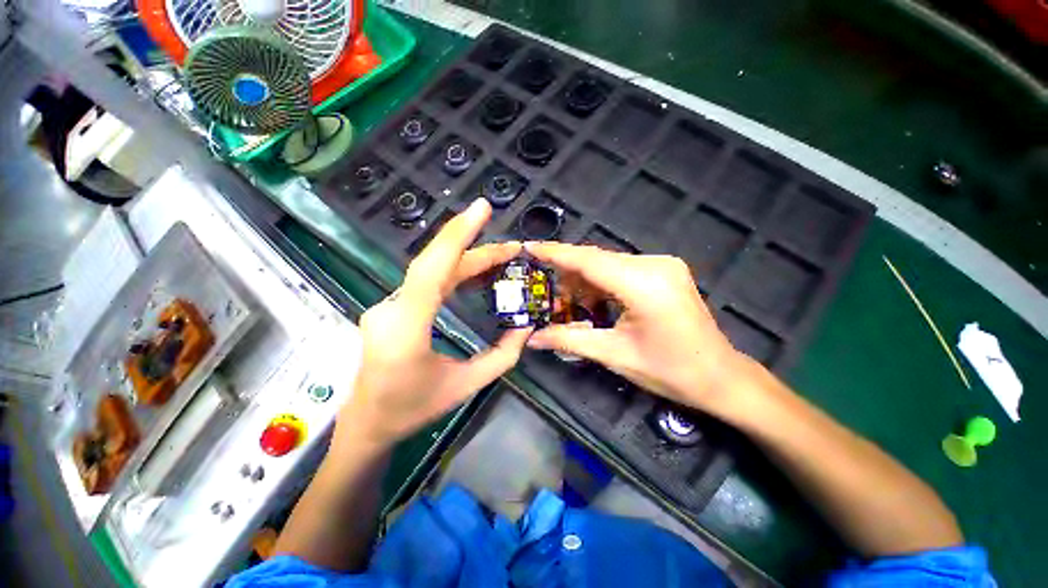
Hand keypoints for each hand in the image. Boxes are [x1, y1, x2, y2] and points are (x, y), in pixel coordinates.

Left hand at [339, 199, 530, 447]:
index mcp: (407, 328)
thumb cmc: (414, 409)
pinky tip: (474, 272)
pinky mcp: (390, 308)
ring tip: (500, 257)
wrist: (367, 425)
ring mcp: (386, 306)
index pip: (433, 268)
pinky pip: (425, 282)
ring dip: (466, 259)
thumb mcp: (466, 385)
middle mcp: (391, 308)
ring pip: (430, 271)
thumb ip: (502, 356)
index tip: (482, 208)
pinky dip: (453, 271)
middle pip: (435, 265)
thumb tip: (526, 327)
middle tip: (511, 247)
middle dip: (476, 249)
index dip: (458, 235)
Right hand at [525, 242, 751, 413]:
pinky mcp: (664, 270)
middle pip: (597, 260)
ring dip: (585, 280)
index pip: (589, 261)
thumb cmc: (670, 371)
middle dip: (568, 274)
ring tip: (570, 303)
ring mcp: (662, 265)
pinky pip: (621, 268)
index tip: (529, 247)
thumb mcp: (613, 355)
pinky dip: (602, 282)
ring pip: (607, 263)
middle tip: (548, 293)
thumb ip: (568, 340)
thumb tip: (532, 338)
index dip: (555, 253)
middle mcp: (654, 265)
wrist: (720, 376)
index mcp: (643, 285)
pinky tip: (594, 301)